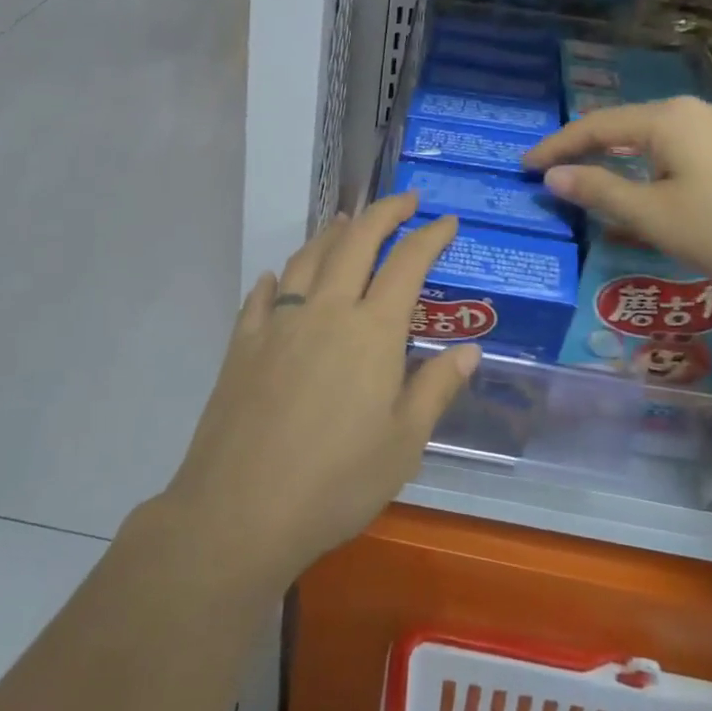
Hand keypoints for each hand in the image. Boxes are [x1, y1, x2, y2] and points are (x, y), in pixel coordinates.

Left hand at [159, 193, 479, 588]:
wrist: (241, 509)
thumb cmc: (337, 482)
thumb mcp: (404, 444)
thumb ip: (435, 389)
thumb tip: (469, 351)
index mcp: (372, 332)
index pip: (407, 264)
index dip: (430, 236)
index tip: (446, 221)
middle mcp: (326, 311)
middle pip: (356, 242)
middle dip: (383, 213)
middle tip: (404, 201)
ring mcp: (279, 323)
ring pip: (308, 258)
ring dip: (332, 233)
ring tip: (346, 222)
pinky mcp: (243, 343)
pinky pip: (262, 296)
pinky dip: (277, 278)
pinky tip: (278, 276)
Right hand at [524, 97, 711, 305]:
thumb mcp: (655, 216)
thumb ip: (599, 193)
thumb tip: (553, 177)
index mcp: (666, 119)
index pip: (593, 126)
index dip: (554, 148)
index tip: (522, 168)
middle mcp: (689, 114)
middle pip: (620, 129)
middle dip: (582, 152)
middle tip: (549, 176)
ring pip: (648, 144)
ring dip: (614, 165)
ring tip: (586, 187)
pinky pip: (672, 157)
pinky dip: (644, 174)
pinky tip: (639, 198)